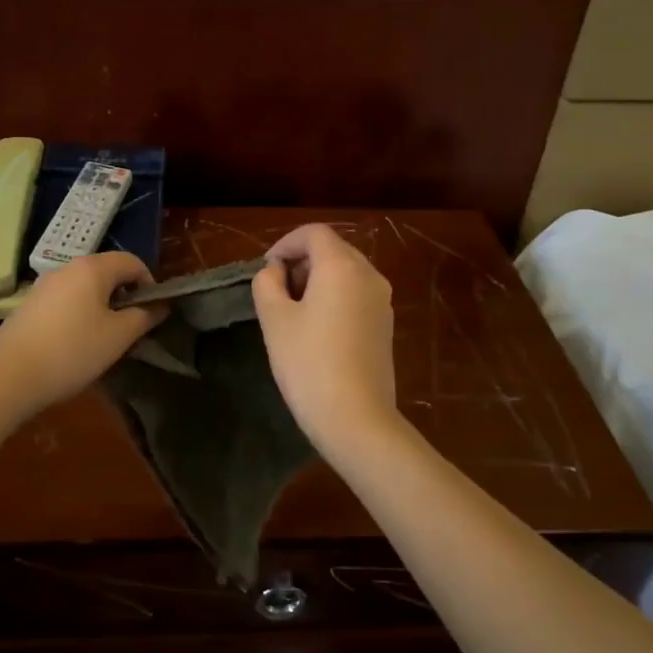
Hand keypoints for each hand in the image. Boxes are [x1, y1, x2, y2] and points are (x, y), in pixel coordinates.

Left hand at [0, 252, 165, 413]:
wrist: (8, 376)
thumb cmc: (72, 351)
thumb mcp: (118, 337)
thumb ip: (144, 317)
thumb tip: (160, 305)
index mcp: (93, 268)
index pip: (132, 262)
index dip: (149, 284)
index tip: (152, 313)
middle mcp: (67, 268)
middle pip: (107, 272)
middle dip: (124, 296)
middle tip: (130, 328)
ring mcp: (44, 285)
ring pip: (85, 288)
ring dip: (101, 307)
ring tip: (104, 339)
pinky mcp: (29, 305)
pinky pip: (65, 301)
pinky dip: (79, 314)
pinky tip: (75, 344)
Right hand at [252, 224, 400, 454]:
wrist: (357, 418)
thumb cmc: (308, 363)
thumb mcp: (274, 320)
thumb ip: (267, 283)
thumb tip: (275, 271)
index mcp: (342, 266)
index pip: (314, 233)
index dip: (286, 243)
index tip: (266, 269)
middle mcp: (369, 275)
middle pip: (333, 250)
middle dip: (302, 261)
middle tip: (276, 290)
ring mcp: (382, 301)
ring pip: (346, 273)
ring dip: (318, 280)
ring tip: (293, 311)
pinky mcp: (385, 326)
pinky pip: (357, 295)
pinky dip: (335, 298)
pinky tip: (317, 330)